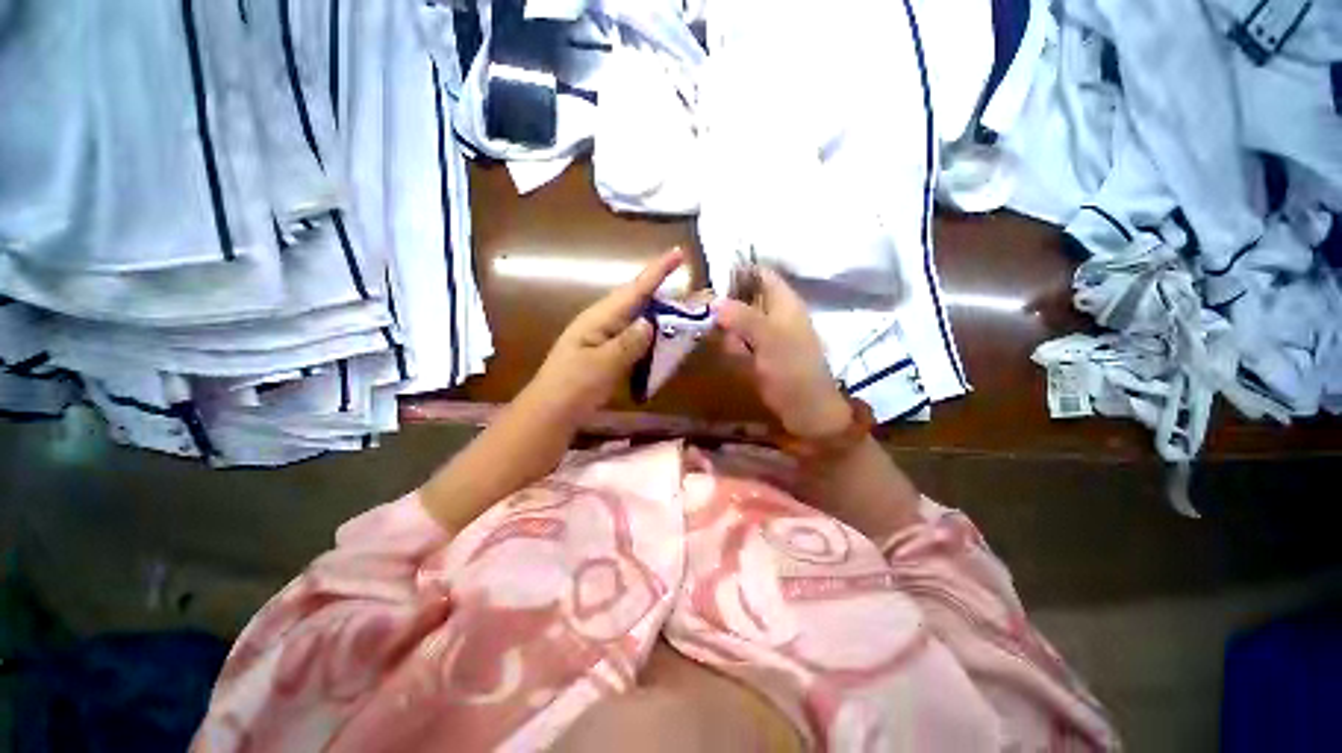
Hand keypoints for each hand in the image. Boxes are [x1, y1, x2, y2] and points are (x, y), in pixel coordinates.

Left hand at [524, 248, 685, 424]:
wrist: (551, 412)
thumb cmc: (572, 387)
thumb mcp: (602, 365)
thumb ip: (628, 343)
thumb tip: (650, 321)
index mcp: (599, 318)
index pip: (634, 290)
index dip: (657, 271)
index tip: (679, 253)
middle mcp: (603, 322)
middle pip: (639, 301)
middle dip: (665, 293)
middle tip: (695, 293)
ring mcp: (605, 338)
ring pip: (639, 319)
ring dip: (661, 314)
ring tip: (686, 312)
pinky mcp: (608, 353)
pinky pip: (635, 338)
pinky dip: (652, 336)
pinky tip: (665, 339)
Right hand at [715, 268, 851, 438]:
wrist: (807, 409)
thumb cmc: (793, 370)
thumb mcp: (769, 340)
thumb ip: (743, 317)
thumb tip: (714, 300)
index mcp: (785, 303)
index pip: (761, 274)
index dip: (738, 270)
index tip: (708, 273)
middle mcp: (776, 314)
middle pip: (747, 295)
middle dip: (725, 297)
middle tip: (696, 301)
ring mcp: (769, 335)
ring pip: (741, 318)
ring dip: (724, 319)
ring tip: (700, 320)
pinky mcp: (762, 354)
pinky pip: (741, 339)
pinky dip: (728, 338)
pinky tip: (714, 342)